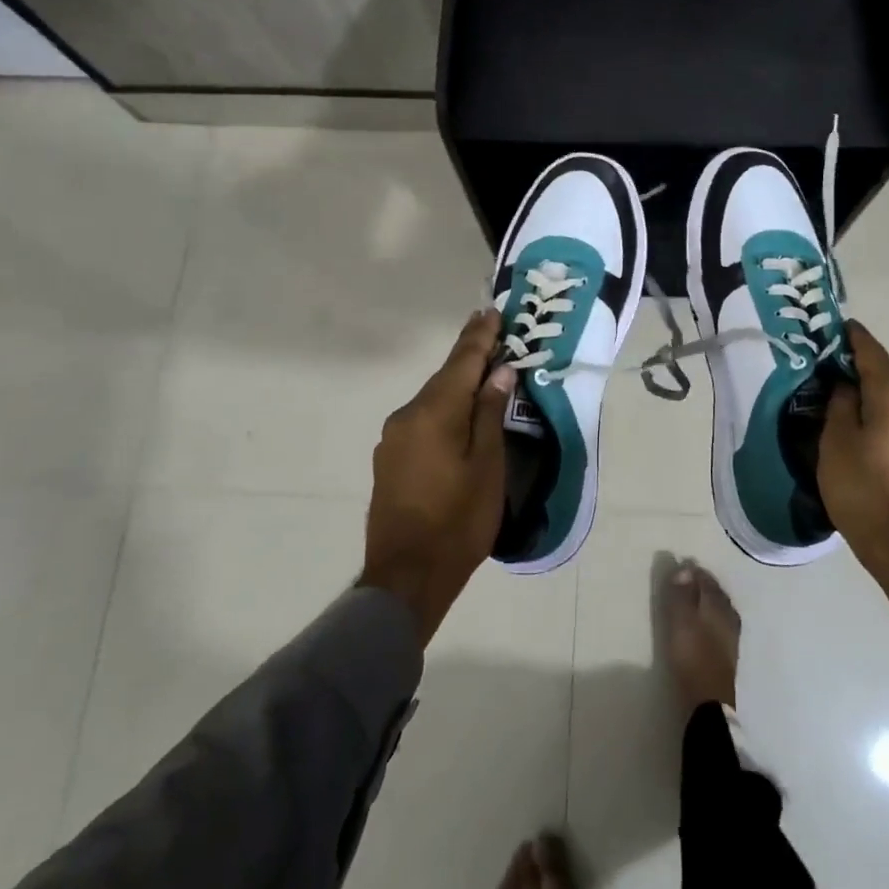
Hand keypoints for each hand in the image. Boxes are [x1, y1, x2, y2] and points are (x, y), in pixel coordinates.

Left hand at [360, 310, 516, 645]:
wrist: (406, 577)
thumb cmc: (458, 521)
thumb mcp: (487, 466)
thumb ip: (489, 413)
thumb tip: (498, 372)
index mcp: (433, 413)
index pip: (461, 362)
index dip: (479, 336)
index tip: (492, 311)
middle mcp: (407, 416)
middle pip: (444, 378)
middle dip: (470, 357)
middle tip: (494, 335)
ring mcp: (393, 438)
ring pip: (432, 400)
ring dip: (457, 384)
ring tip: (483, 373)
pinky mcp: (389, 459)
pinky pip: (422, 420)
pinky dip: (444, 409)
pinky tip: (459, 415)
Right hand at [821, 321, 888, 640]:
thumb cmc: (864, 489)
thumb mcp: (835, 442)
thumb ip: (839, 404)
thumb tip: (846, 386)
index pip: (870, 351)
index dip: (850, 337)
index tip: (832, 326)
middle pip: (884, 376)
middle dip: (855, 371)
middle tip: (823, 371)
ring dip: (868, 398)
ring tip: (838, 405)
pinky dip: (881, 418)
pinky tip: (860, 432)